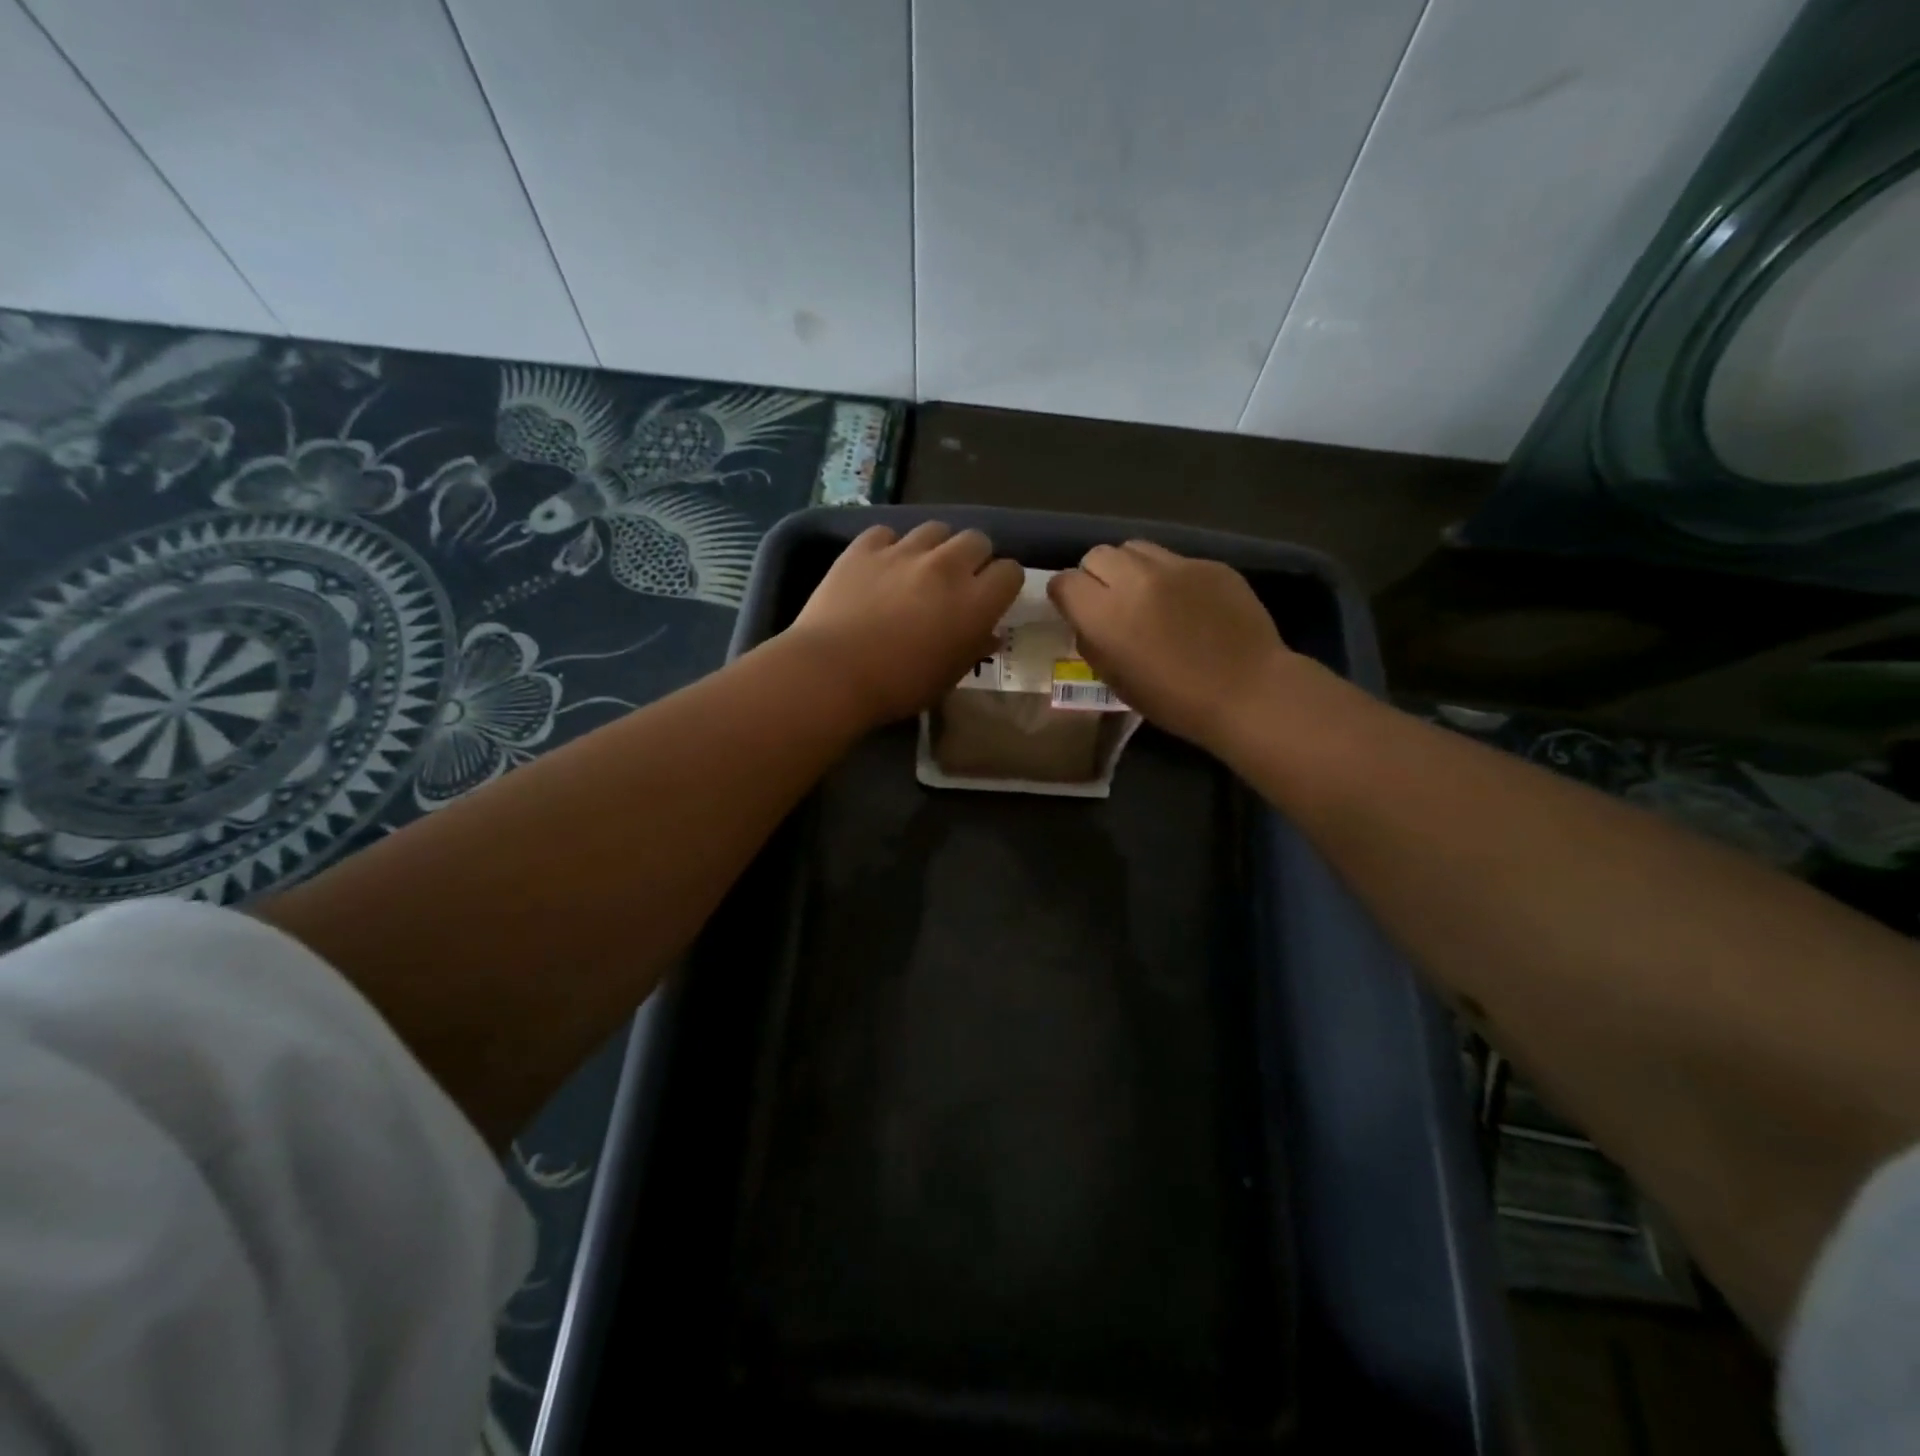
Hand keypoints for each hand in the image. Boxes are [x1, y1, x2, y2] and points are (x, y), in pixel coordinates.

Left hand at [784, 521, 1022, 725]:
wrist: (832, 673)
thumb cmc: (898, 686)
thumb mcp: (947, 677)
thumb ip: (973, 648)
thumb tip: (988, 634)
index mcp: (975, 602)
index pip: (1011, 571)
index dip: (1002, 585)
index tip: (990, 600)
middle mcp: (946, 566)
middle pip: (977, 540)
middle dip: (973, 559)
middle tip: (957, 584)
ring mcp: (904, 551)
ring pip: (936, 528)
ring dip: (935, 548)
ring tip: (918, 571)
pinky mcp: (864, 547)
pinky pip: (887, 533)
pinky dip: (889, 547)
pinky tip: (879, 568)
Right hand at [1048, 540, 1297, 752]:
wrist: (1247, 692)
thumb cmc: (1174, 701)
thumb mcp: (1116, 681)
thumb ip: (1092, 643)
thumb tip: (1088, 621)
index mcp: (1105, 614)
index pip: (1064, 581)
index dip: (1065, 596)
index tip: (1076, 610)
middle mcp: (1135, 579)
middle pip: (1097, 555)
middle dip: (1096, 576)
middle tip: (1111, 601)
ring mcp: (1175, 566)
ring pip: (1134, 548)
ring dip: (1130, 568)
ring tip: (1145, 594)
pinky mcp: (1209, 564)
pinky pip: (1174, 559)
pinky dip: (1170, 577)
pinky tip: (1187, 603)